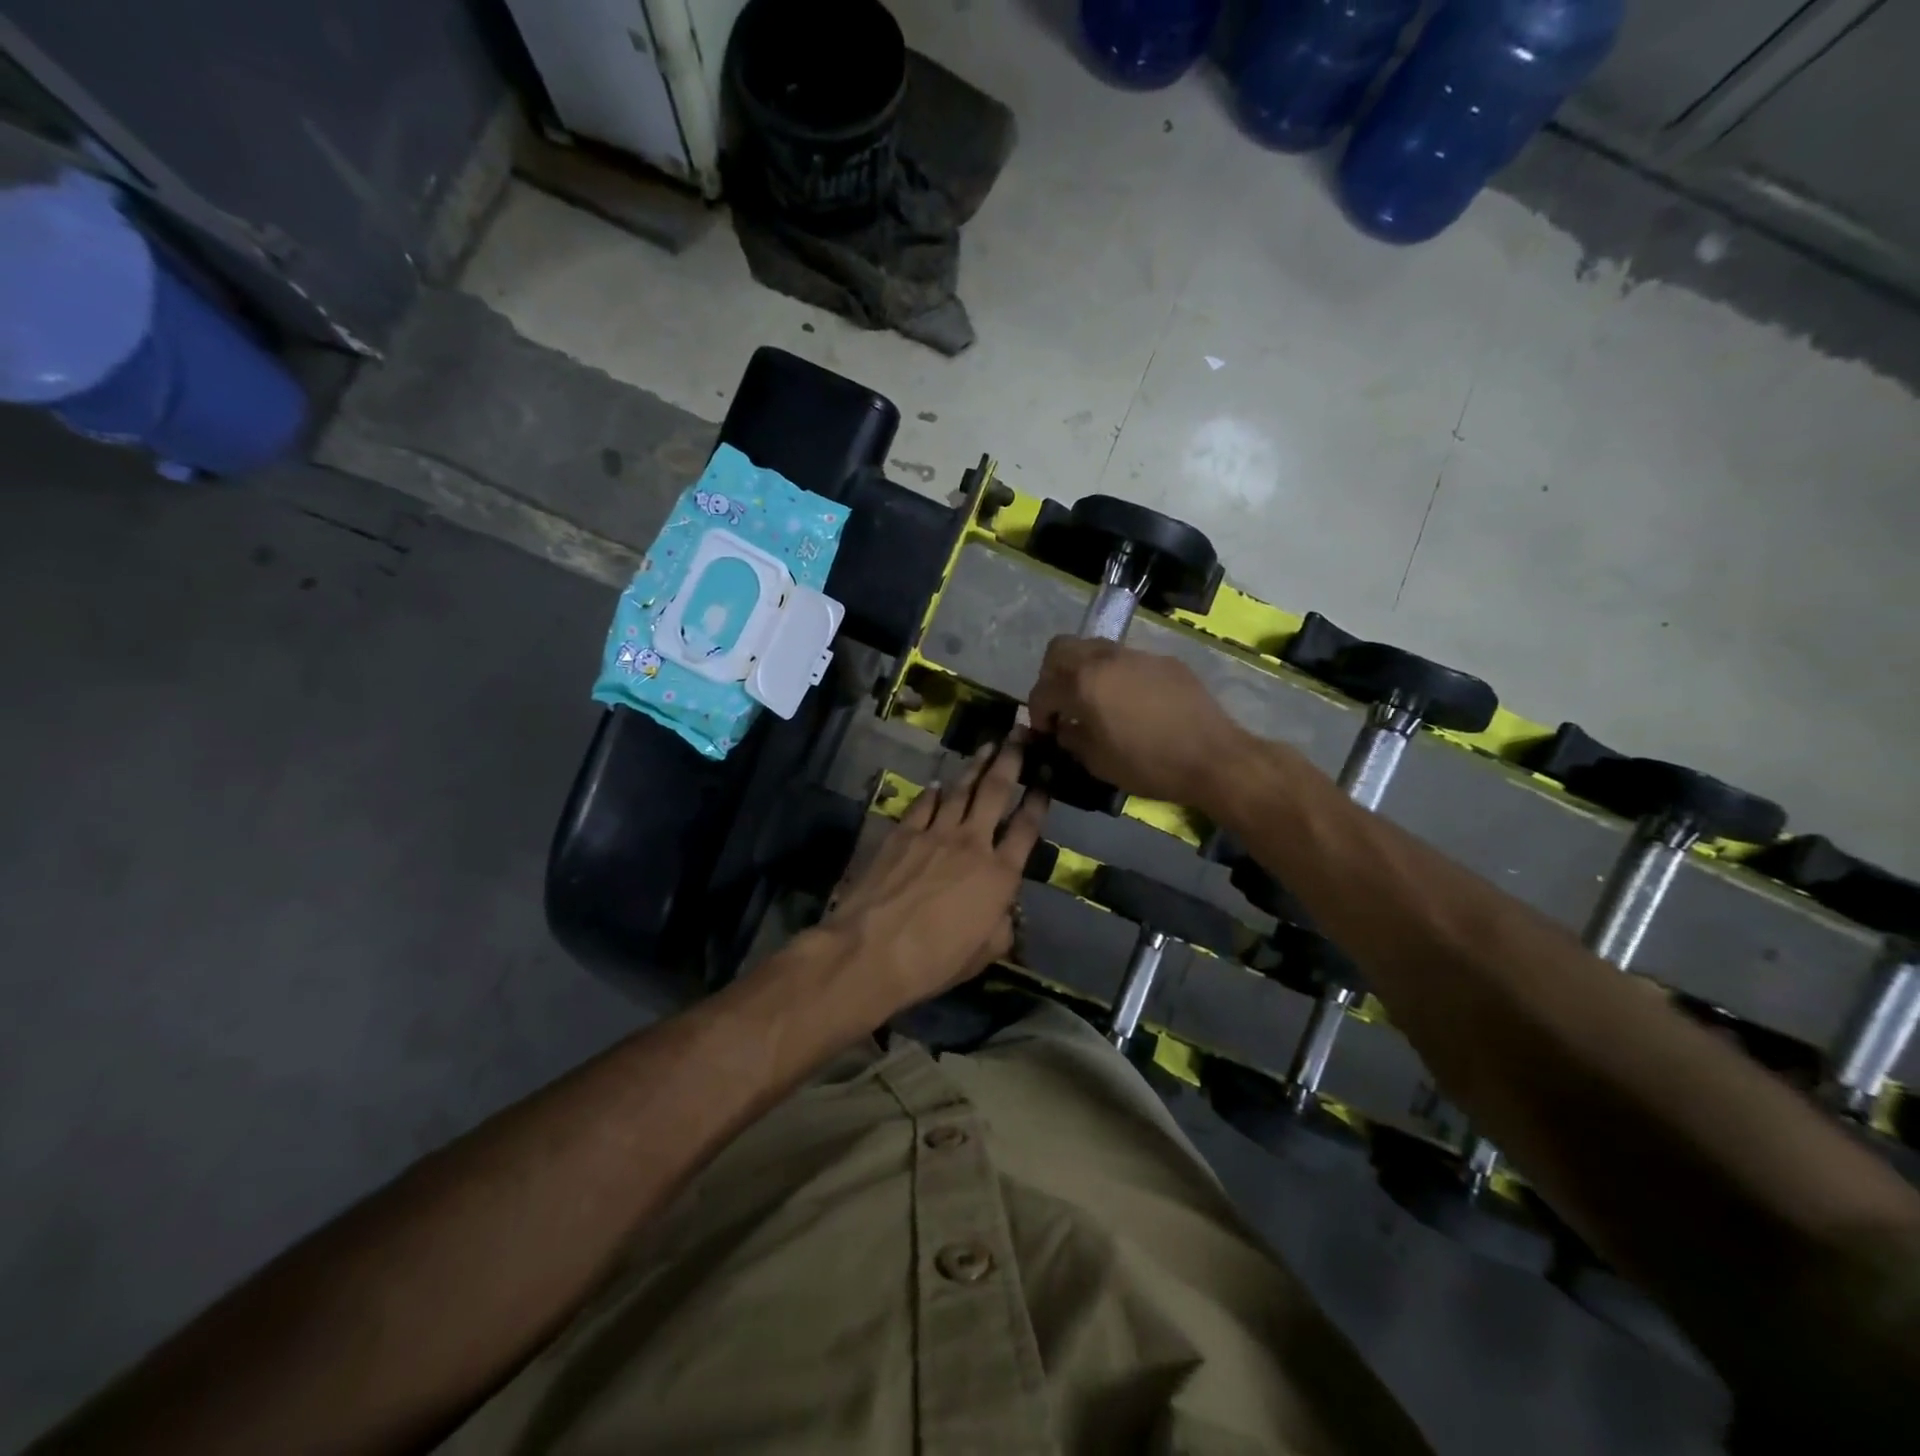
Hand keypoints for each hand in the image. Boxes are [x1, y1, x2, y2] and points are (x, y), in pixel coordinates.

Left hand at [819, 733, 1048, 1018]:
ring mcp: (934, 833)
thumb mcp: (984, 954)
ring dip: (976, 765)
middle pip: (996, 791)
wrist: (872, 950)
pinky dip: (933, 791)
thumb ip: (1002, 926)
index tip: (1046, 777)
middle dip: (1011, 759)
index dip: (1039, 800)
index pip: (1027, 828)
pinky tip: (937, 782)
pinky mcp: (902, 833)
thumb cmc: (934, 960)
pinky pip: (922, 803)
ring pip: (960, 789)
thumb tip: (1004, 911)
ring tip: (987, 745)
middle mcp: (972, 843)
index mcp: (999, 874)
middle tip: (1020, 733)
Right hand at [1027, 637, 1252, 807]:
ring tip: (1094, 700)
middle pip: (1061, 649)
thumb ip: (1072, 738)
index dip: (1037, 712)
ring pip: (1095, 648)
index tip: (1046, 730)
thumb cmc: (1149, 764)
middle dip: (1051, 675)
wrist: (1213, 757)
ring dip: (1084, 670)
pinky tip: (1130, 703)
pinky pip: (1127, 660)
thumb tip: (1064, 727)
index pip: (1043, 689)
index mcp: (1084, 683)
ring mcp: (1137, 655)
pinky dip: (1116, 675)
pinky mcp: (1164, 661)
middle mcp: (1106, 659)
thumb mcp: (1098, 762)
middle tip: (1061, 702)